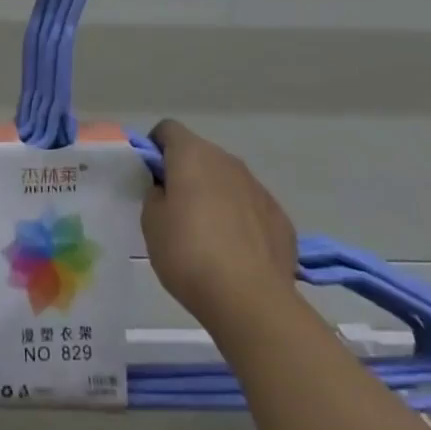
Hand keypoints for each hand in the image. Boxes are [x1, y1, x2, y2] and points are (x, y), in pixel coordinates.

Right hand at [142, 120, 299, 334]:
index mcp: (192, 154)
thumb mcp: (152, 223)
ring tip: (207, 236)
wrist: (250, 299)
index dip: (155, 147)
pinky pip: (251, 208)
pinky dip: (241, 220)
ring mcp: (258, 187)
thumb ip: (155, 195)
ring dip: (215, 196)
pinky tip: (236, 253)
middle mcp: (227, 161)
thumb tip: (167, 190)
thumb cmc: (189, 253)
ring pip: (228, 181)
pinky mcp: (280, 217)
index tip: (150, 176)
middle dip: (186, 173)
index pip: (168, 130)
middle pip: (200, 154)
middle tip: (174, 209)